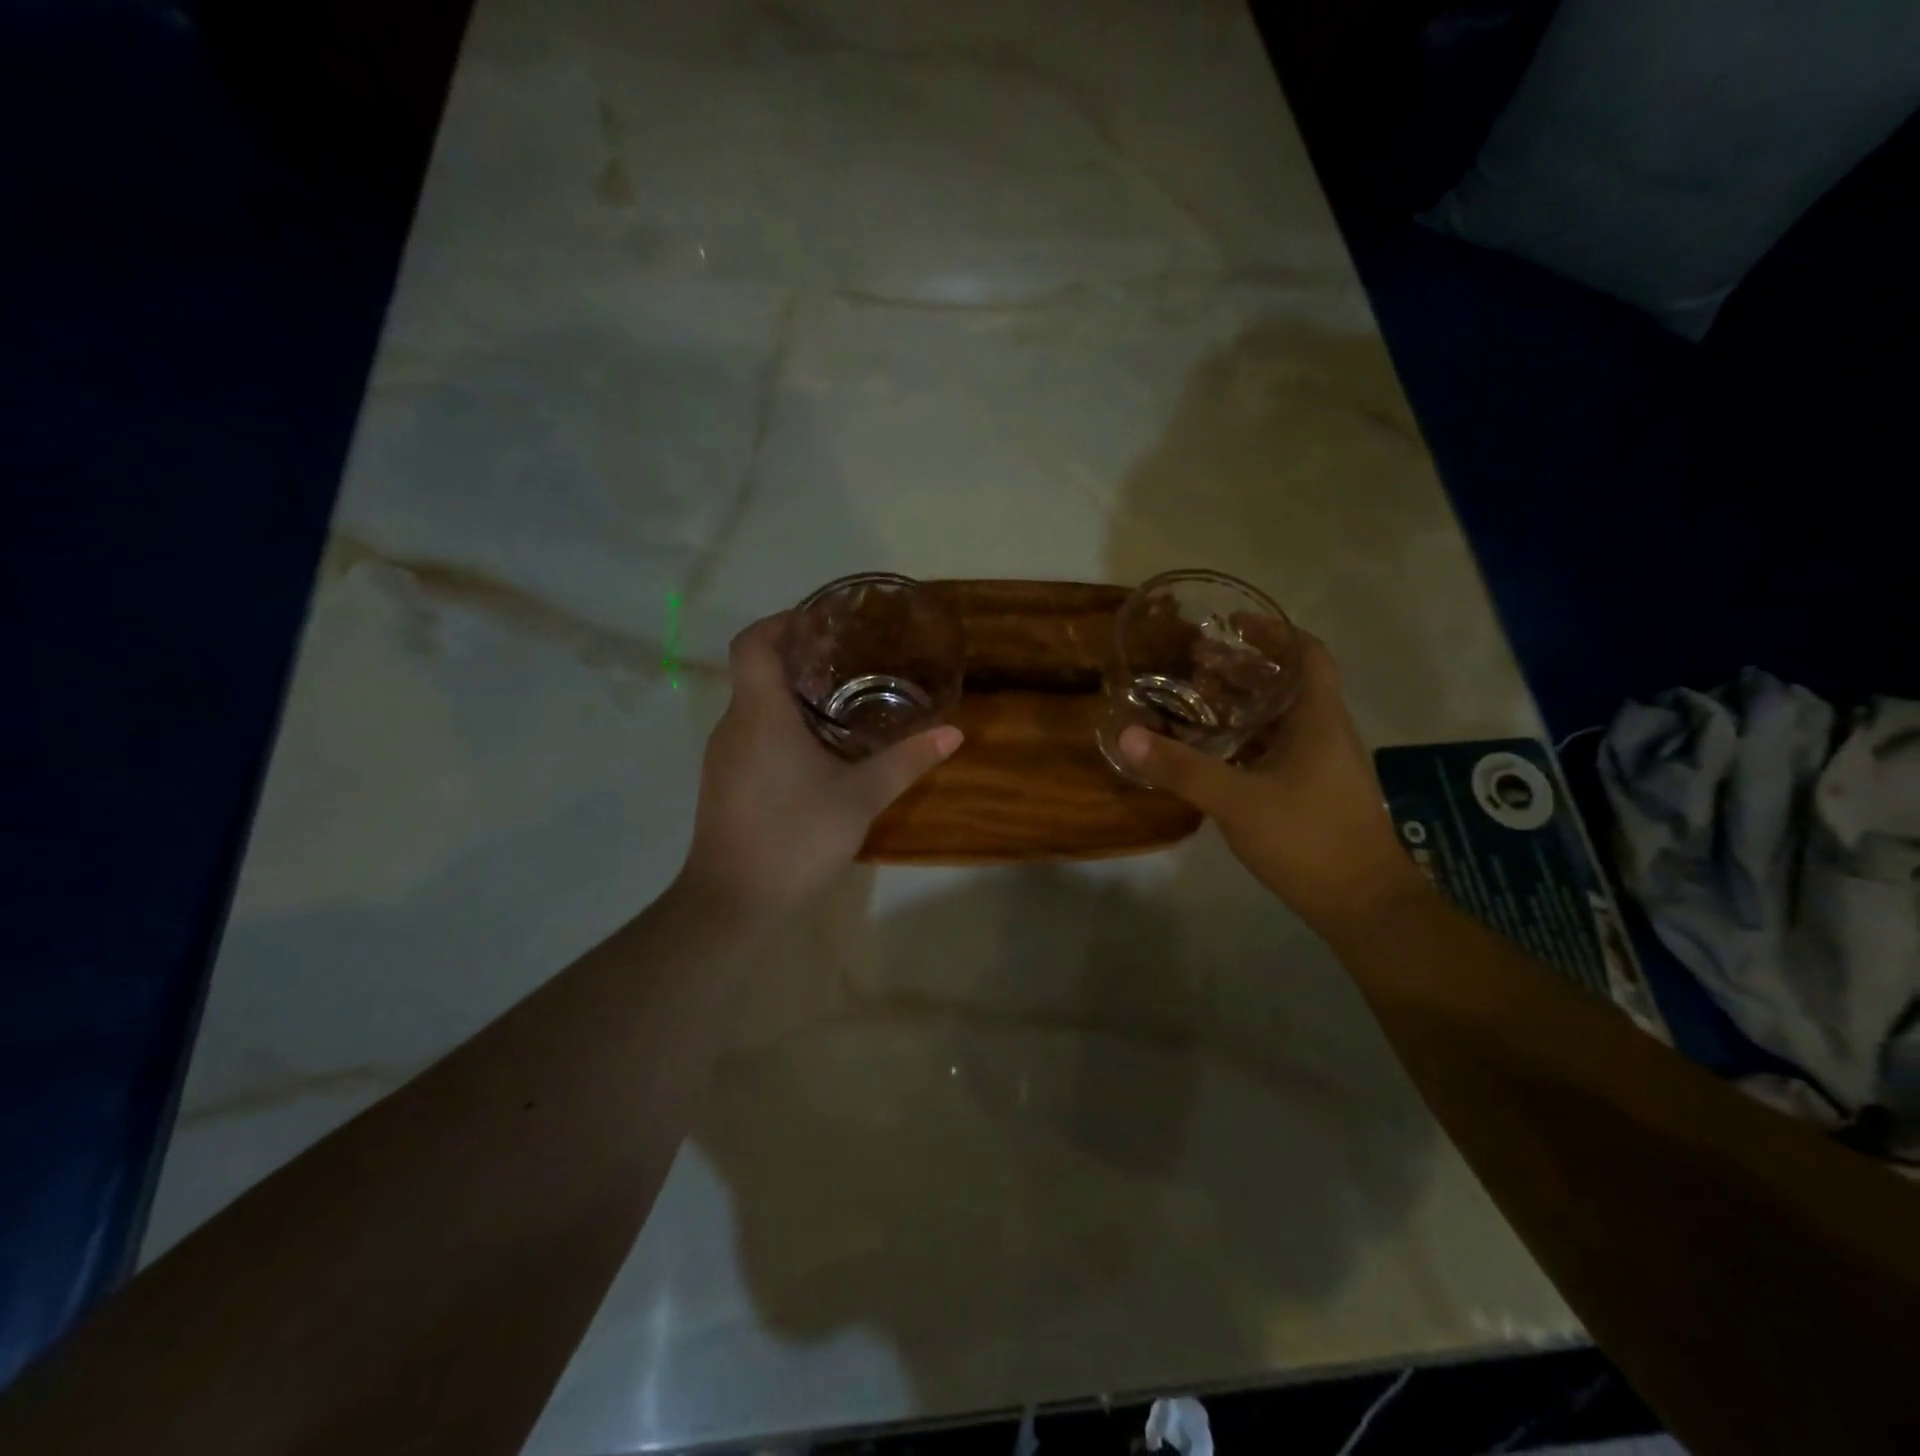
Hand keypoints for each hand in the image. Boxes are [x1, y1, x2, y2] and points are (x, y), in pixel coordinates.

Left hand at [678, 613, 962, 924]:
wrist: (732, 903)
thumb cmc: (794, 838)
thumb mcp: (860, 798)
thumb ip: (906, 761)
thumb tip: (954, 733)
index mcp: (760, 713)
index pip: (754, 641)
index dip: (783, 620)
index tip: (822, 621)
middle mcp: (733, 725)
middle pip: (758, 670)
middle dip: (801, 658)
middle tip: (852, 660)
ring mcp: (724, 756)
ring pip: (755, 705)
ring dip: (794, 696)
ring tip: (844, 702)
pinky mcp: (725, 782)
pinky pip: (753, 734)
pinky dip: (783, 726)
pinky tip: (820, 751)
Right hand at [1117, 632, 1426, 930]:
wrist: (1364, 905)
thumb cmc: (1308, 839)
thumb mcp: (1236, 801)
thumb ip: (1182, 768)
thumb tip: (1128, 735)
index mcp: (1319, 719)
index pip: (1308, 654)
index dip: (1274, 632)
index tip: (1233, 623)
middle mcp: (1326, 733)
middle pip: (1290, 682)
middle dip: (1246, 666)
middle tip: (1198, 662)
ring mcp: (1323, 764)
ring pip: (1283, 717)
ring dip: (1245, 703)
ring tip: (1199, 699)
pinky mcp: (1315, 791)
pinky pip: (1280, 747)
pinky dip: (1249, 738)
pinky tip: (1216, 751)